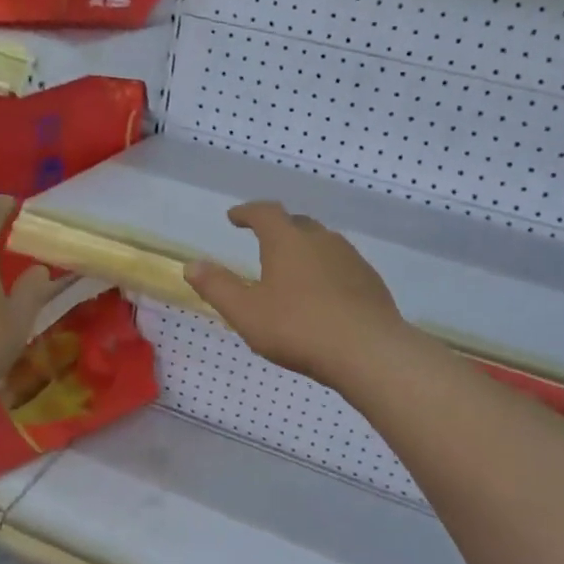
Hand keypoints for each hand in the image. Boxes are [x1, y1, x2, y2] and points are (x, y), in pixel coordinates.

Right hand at [184, 202, 403, 388]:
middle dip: (278, 228)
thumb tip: (191, 264)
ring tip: (294, 270)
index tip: (234, 217)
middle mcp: (321, 240)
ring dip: (305, 250)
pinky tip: (324, 295)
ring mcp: (351, 259)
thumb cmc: (298, 328)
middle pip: (297, 224)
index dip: (247, 212)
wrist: (368, 350)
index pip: (265, 213)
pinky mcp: (371, 281)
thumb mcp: (246, 312)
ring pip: (324, 244)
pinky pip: (343, 266)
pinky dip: (327, 271)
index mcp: (287, 241)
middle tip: (264, 241)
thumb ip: (217, 287)